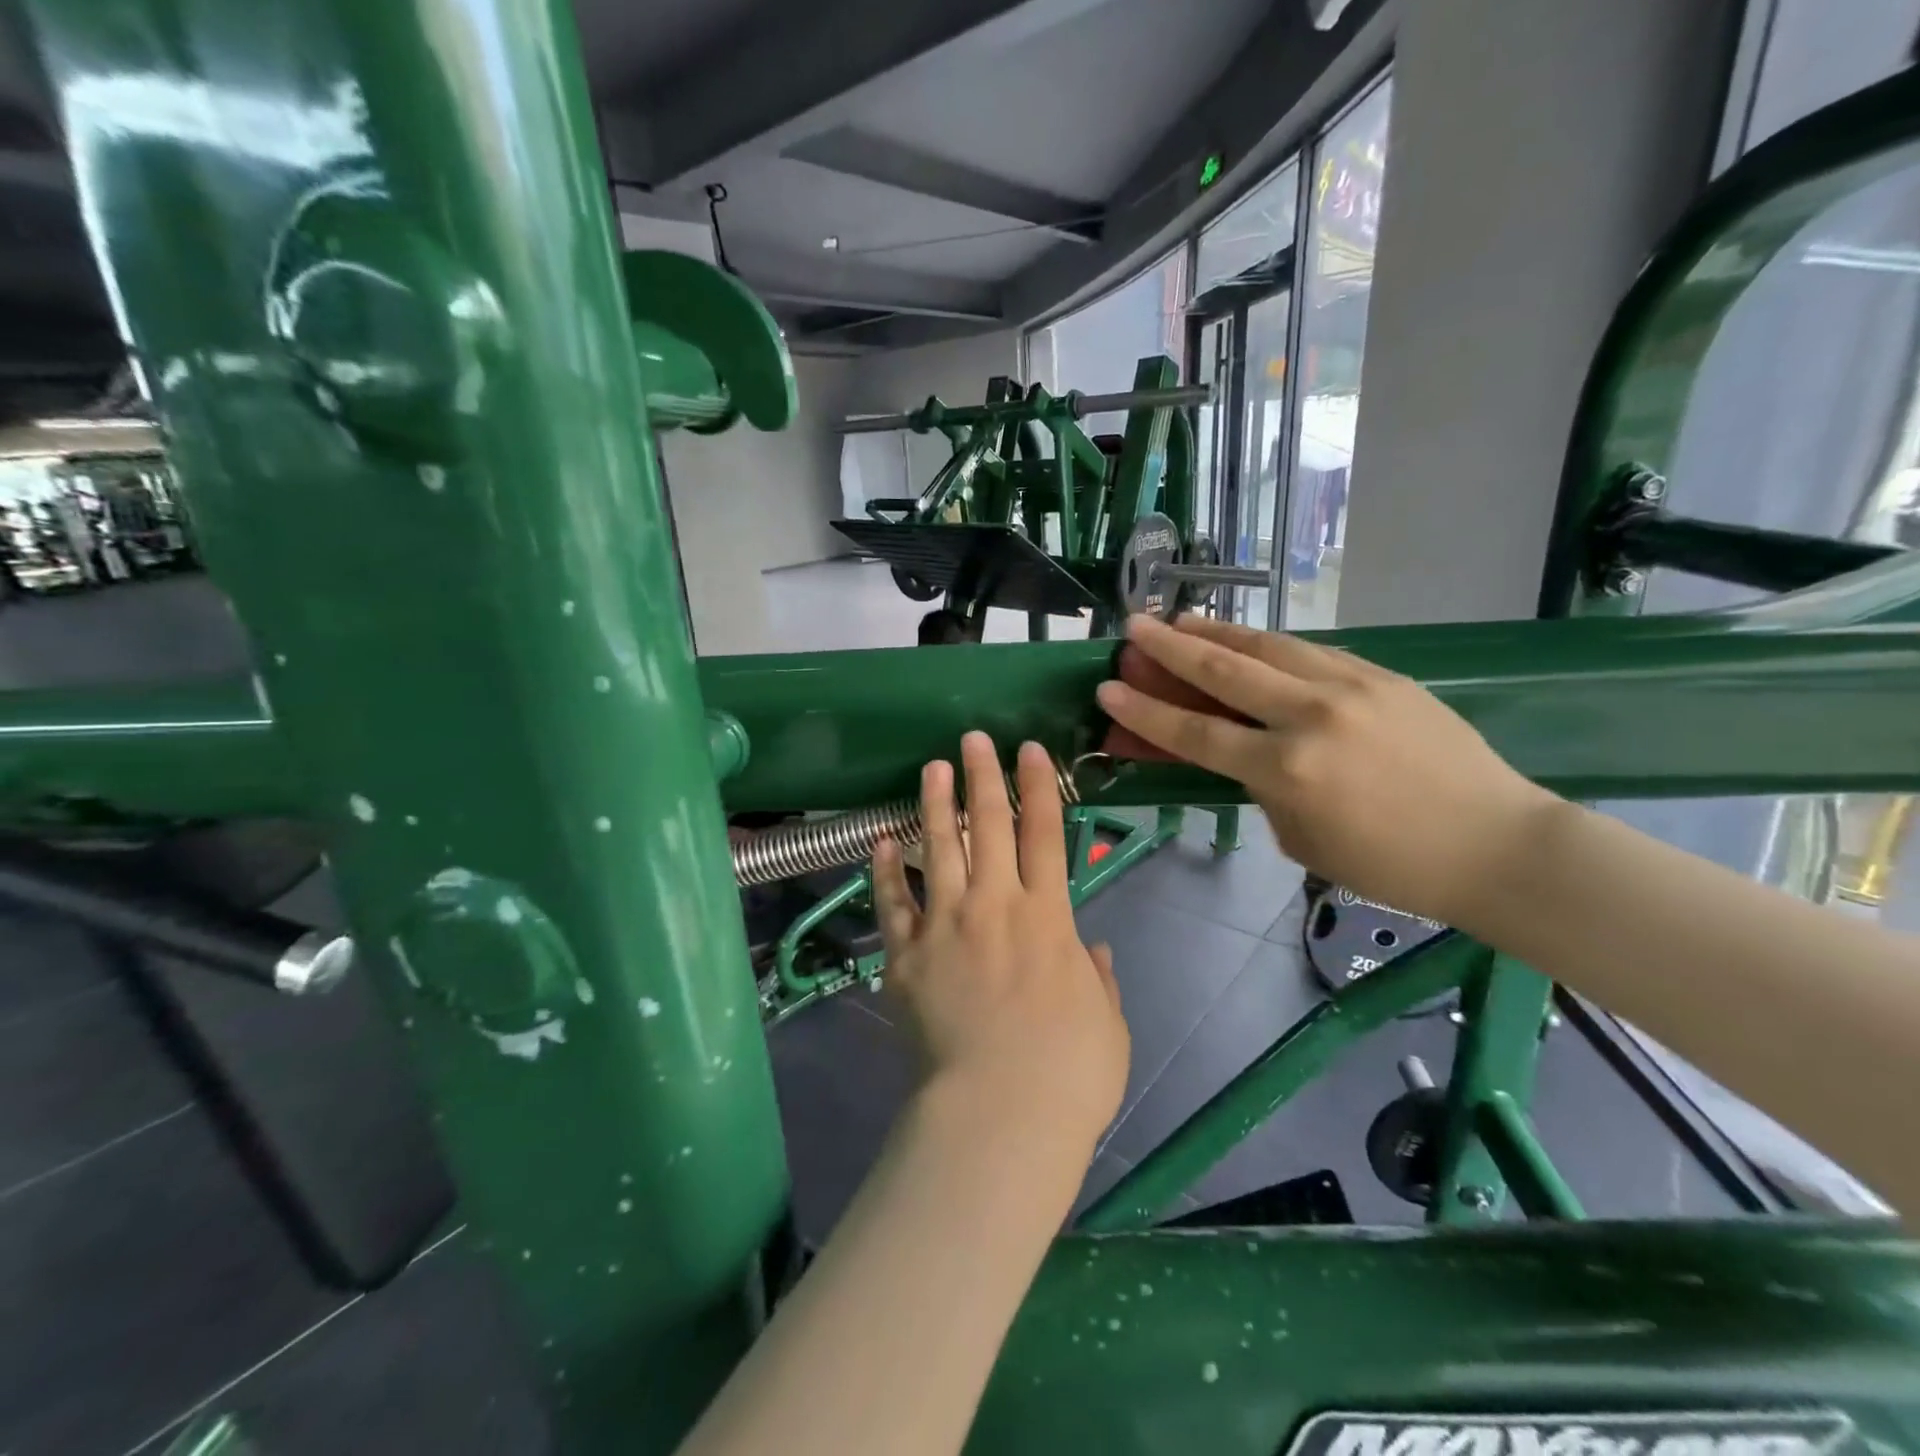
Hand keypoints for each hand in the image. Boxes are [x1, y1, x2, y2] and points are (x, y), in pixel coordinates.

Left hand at [872, 733, 1128, 1154]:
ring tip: (931, 768)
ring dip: (935, 804)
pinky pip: (892, 904)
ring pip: (938, 849)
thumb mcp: (1108, 1025)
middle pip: (989, 826)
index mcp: (1049, 918)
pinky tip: (879, 841)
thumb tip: (1094, 949)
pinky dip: (884, 870)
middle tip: (973, 739)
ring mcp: (945, 927)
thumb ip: (1099, 980)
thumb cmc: (1069, 1076)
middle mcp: (995, 906)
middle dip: (983, 777)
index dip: (1038, 787)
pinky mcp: (905, 957)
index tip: (1029, 749)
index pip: (1046, 834)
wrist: (998, 1118)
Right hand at [1096, 615, 1555, 927]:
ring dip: (1217, 631)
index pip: (1194, 732)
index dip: (1144, 710)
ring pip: (1267, 646)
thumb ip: (1262, 788)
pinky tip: (1248, 641)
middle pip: (1223, 671)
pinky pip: (1309, 652)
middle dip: (1169, 646)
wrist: (1495, 842)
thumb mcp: (1301, 839)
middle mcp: (1310, 716)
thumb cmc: (1390, 863)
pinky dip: (1268, 645)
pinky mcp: (1381, 675)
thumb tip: (1241, 752)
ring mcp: (1350, 687)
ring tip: (1181, 617)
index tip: (1108, 687)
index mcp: (1286, 770)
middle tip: (1133, 627)